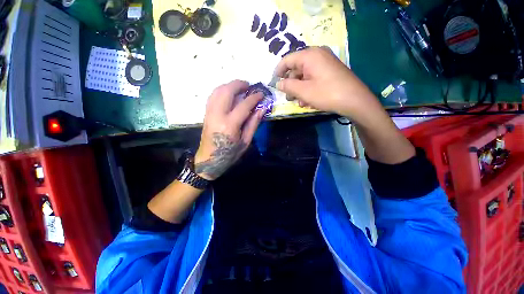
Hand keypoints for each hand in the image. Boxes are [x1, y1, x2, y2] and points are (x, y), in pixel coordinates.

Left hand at [195, 80, 265, 179]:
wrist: (209, 160)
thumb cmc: (230, 154)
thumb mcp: (246, 142)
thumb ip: (253, 124)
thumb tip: (261, 109)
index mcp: (230, 125)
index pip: (243, 105)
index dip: (254, 98)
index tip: (261, 94)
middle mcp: (217, 115)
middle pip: (227, 91)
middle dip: (239, 84)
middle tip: (249, 86)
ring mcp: (209, 113)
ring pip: (217, 91)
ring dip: (230, 85)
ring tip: (240, 88)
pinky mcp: (206, 113)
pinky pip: (213, 96)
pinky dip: (222, 90)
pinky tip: (229, 94)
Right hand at [275, 46, 381, 119]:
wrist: (354, 100)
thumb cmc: (326, 93)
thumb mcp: (303, 91)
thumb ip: (288, 86)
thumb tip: (278, 84)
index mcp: (309, 55)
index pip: (287, 60)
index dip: (278, 72)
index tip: (274, 83)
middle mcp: (317, 55)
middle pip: (296, 68)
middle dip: (291, 84)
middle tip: (288, 97)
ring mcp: (325, 63)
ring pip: (305, 75)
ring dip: (299, 89)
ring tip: (300, 102)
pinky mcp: (330, 71)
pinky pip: (313, 77)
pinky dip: (308, 88)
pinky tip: (308, 100)